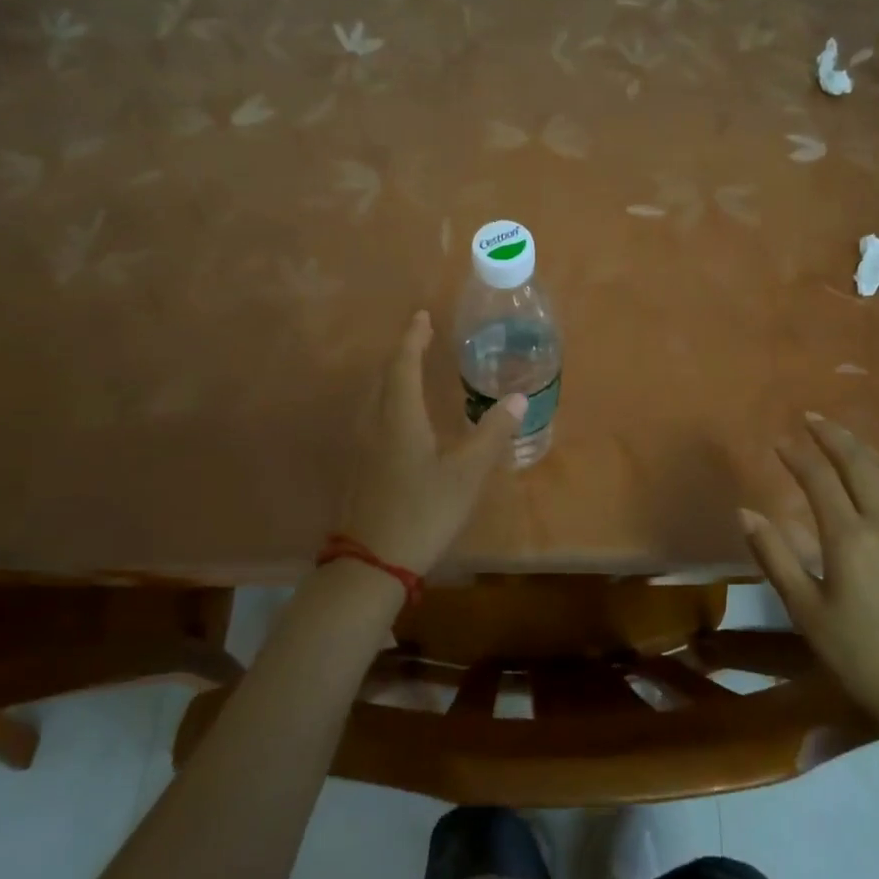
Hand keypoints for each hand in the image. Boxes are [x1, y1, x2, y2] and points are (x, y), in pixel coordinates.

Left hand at [334, 310, 525, 576]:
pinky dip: (389, 400)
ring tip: (413, 370)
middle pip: (384, 377)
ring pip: (375, 397)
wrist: (371, 563)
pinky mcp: (359, 467)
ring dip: (393, 376)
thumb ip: (493, 434)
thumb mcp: (466, 474)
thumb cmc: (422, 512)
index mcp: (399, 417)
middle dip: (403, 353)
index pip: (403, 364)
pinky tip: (401, 418)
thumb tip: (519, 398)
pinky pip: (373, 417)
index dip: (413, 338)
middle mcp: (374, 423)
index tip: (422, 315)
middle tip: (422, 337)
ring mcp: (361, 447)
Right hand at [741, 413, 878, 733]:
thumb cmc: (860, 656)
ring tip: (844, 435)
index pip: (820, 480)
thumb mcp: (806, 611)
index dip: (798, 456)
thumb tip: (745, 513)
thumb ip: (774, 557)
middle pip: (860, 464)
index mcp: (850, 538)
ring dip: (865, 448)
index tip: (779, 440)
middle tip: (812, 417)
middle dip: (834, 436)